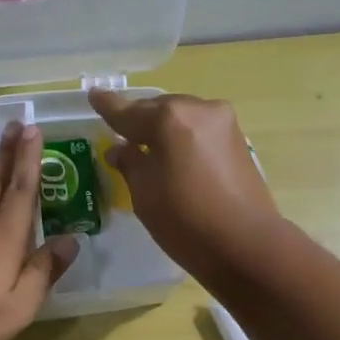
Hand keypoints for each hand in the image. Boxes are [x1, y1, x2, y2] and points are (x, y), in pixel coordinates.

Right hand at [88, 89, 281, 282]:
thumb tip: (120, 149)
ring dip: (164, 130)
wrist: (246, 245)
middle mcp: (199, 109)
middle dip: (139, 120)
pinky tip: (175, 156)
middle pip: (159, 109)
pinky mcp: (239, 140)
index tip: (93, 94)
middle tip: (121, 134)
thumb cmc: (186, 222)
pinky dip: (184, 139)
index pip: (128, 111)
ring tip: (147, 148)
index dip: (108, 107)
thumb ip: (130, 164)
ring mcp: (224, 123)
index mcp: (169, 118)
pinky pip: (200, 131)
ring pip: (182, 118)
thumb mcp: (145, 195)